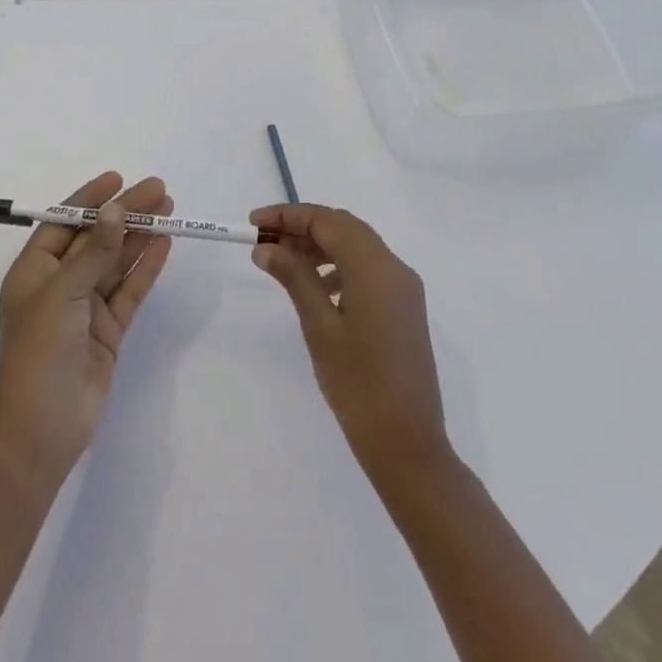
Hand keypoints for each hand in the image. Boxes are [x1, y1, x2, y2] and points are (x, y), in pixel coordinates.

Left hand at [0, 173, 173, 481]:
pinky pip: (130, 290)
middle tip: (159, 190)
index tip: (118, 178)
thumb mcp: (62, 294)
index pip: (64, 223)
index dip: (90, 200)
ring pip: (117, 261)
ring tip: (169, 209)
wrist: (42, 428)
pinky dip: (146, 267)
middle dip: (125, 213)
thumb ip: (94, 253)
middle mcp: (60, 284)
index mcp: (34, 271)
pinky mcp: (108, 330)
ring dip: (140, 235)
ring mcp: (85, 308)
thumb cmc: (39, 351)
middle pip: (97, 238)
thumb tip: (116, 212)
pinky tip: (165, 244)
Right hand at [250, 203, 450, 481]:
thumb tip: (266, 247)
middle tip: (264, 242)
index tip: (253, 223)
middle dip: (303, 227)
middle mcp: (395, 268)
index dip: (288, 216)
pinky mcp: (404, 309)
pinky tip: (317, 289)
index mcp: (376, 268)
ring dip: (320, 246)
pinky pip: (368, 270)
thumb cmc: (358, 385)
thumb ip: (294, 278)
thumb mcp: (319, 327)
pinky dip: (339, 267)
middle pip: (344, 228)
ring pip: (357, 247)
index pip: (327, 221)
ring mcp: (404, 289)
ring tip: (284, 264)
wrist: (408, 445)